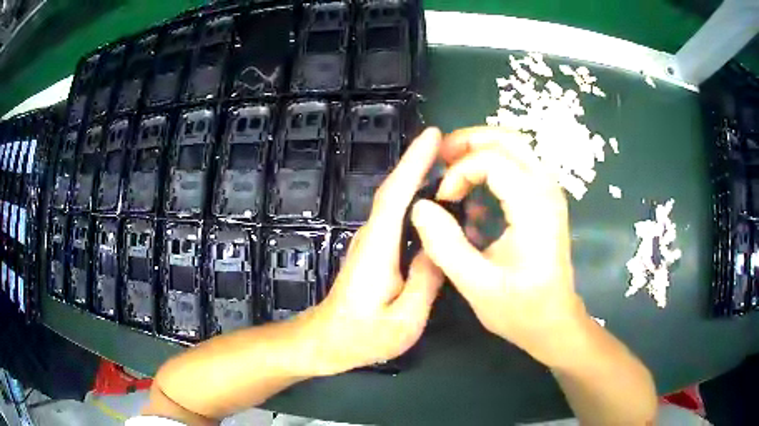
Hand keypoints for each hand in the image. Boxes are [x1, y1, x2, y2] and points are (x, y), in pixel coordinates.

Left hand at [300, 128, 444, 375]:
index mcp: (379, 248)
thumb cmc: (362, 337)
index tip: (433, 135)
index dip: (414, 161)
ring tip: (452, 168)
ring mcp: (370, 243)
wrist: (325, 342)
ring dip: (418, 177)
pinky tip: (435, 205)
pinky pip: (396, 217)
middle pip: (395, 190)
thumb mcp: (404, 320)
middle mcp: (372, 236)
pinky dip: (414, 200)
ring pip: (395, 201)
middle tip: (453, 146)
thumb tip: (442, 245)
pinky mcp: (374, 252)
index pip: (396, 194)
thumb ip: (426, 282)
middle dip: (419, 161)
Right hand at [410, 127, 586, 366]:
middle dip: (468, 141)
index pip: (493, 160)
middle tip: (440, 160)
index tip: (442, 200)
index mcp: (535, 208)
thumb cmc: (521, 309)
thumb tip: (420, 206)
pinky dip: (491, 168)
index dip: (459, 172)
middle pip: (508, 138)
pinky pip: (517, 166)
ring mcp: (549, 193)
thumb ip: (445, 245)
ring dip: (479, 151)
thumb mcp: (477, 285)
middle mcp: (547, 190)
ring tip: (451, 173)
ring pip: (514, 147)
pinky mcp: (545, 201)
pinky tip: (475, 197)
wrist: (555, 323)